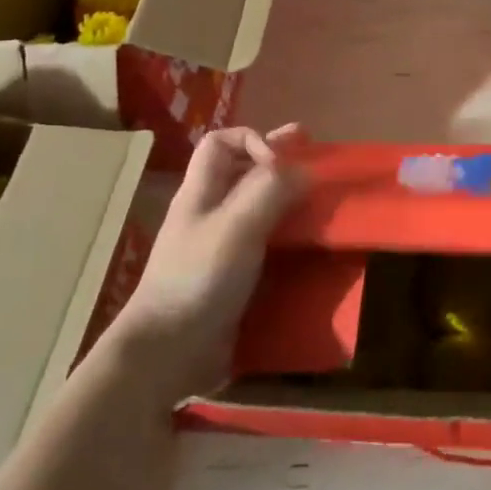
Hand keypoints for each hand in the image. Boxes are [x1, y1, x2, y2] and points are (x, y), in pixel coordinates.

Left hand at [104, 124, 306, 405]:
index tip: (283, 161)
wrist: (170, 350)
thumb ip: (270, 191)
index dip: (253, 139)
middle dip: (278, 161)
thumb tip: (304, 168)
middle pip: (242, 172)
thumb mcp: (237, 226)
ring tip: (320, 197)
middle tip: (316, 156)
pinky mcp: (233, 277)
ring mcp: (220, 246)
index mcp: (201, 192)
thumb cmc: (199, 278)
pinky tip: (309, 242)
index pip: (221, 143)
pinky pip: (264, 243)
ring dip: (287, 197)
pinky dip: (288, 234)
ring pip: (256, 207)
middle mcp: (210, 213)